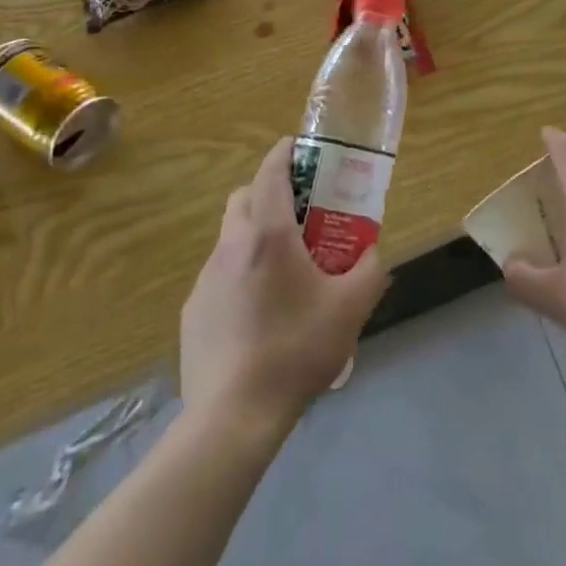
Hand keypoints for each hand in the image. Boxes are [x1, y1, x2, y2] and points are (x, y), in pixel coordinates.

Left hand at [180, 137, 387, 433]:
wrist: (232, 417)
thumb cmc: (295, 350)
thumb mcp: (350, 309)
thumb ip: (370, 270)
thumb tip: (372, 252)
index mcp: (269, 233)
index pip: (271, 171)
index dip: (285, 152)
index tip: (302, 148)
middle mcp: (232, 244)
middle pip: (245, 196)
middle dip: (269, 192)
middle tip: (300, 214)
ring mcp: (206, 277)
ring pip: (230, 235)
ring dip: (254, 234)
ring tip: (282, 269)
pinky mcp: (193, 309)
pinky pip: (220, 273)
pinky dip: (239, 272)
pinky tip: (258, 312)